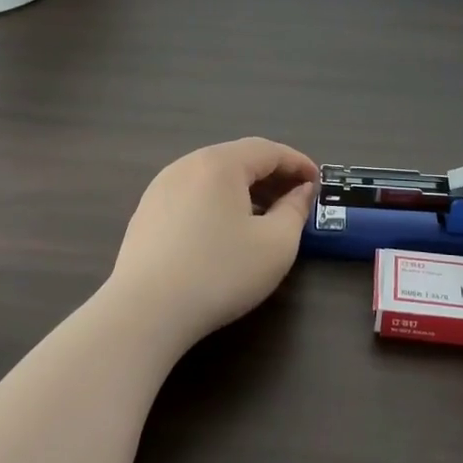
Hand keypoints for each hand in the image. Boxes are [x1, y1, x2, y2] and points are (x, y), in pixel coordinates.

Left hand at [109, 138, 318, 345]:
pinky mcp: (146, 213)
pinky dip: (217, 202)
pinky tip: (225, 231)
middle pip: (238, 159)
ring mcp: (161, 188)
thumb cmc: (220, 273)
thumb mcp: (276, 245)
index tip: (318, 181)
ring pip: (213, 177)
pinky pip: (192, 194)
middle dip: (272, 175)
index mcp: (220, 163)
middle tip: (296, 198)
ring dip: (244, 189)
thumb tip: (301, 191)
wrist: (145, 312)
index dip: (297, 162)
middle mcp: (187, 165)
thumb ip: (295, 211)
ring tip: (264, 215)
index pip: (268, 150)